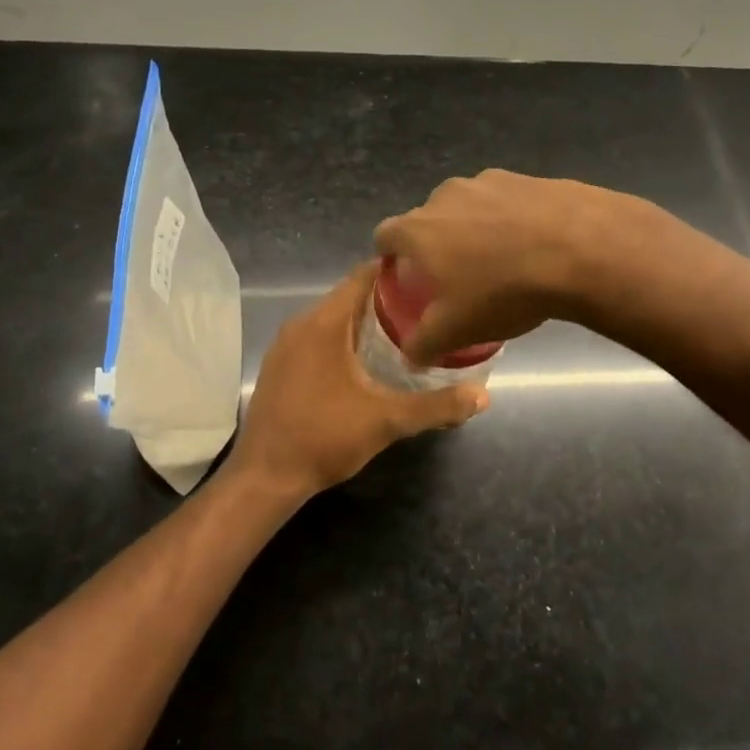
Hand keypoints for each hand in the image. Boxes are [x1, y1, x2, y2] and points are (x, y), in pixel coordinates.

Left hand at [235, 262, 487, 497]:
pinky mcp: (280, 365)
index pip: (362, 276)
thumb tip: (483, 396)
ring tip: (405, 331)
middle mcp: (300, 324)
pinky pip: (317, 337)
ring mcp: (285, 345)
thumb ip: (436, 406)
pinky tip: (367, 360)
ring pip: (332, 318)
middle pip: (349, 296)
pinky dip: (343, 338)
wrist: (266, 476)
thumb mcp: (387, 421)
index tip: (429, 277)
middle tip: (426, 308)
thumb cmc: (324, 437)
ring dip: (364, 321)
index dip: (396, 272)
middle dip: (386, 299)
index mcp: (323, 323)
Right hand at [374, 170, 653, 363]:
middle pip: (428, 220)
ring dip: (475, 229)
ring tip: (501, 261)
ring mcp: (488, 180)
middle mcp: (445, 195)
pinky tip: (535, 245)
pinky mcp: (527, 178)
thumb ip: (423, 344)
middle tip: (457, 276)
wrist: (580, 249)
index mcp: (418, 228)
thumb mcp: (456, 330)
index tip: (405, 277)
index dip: (389, 257)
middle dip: (436, 244)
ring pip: (469, 207)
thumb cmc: (503, 290)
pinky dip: (511, 219)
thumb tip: (410, 357)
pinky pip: (507, 201)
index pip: (384, 235)